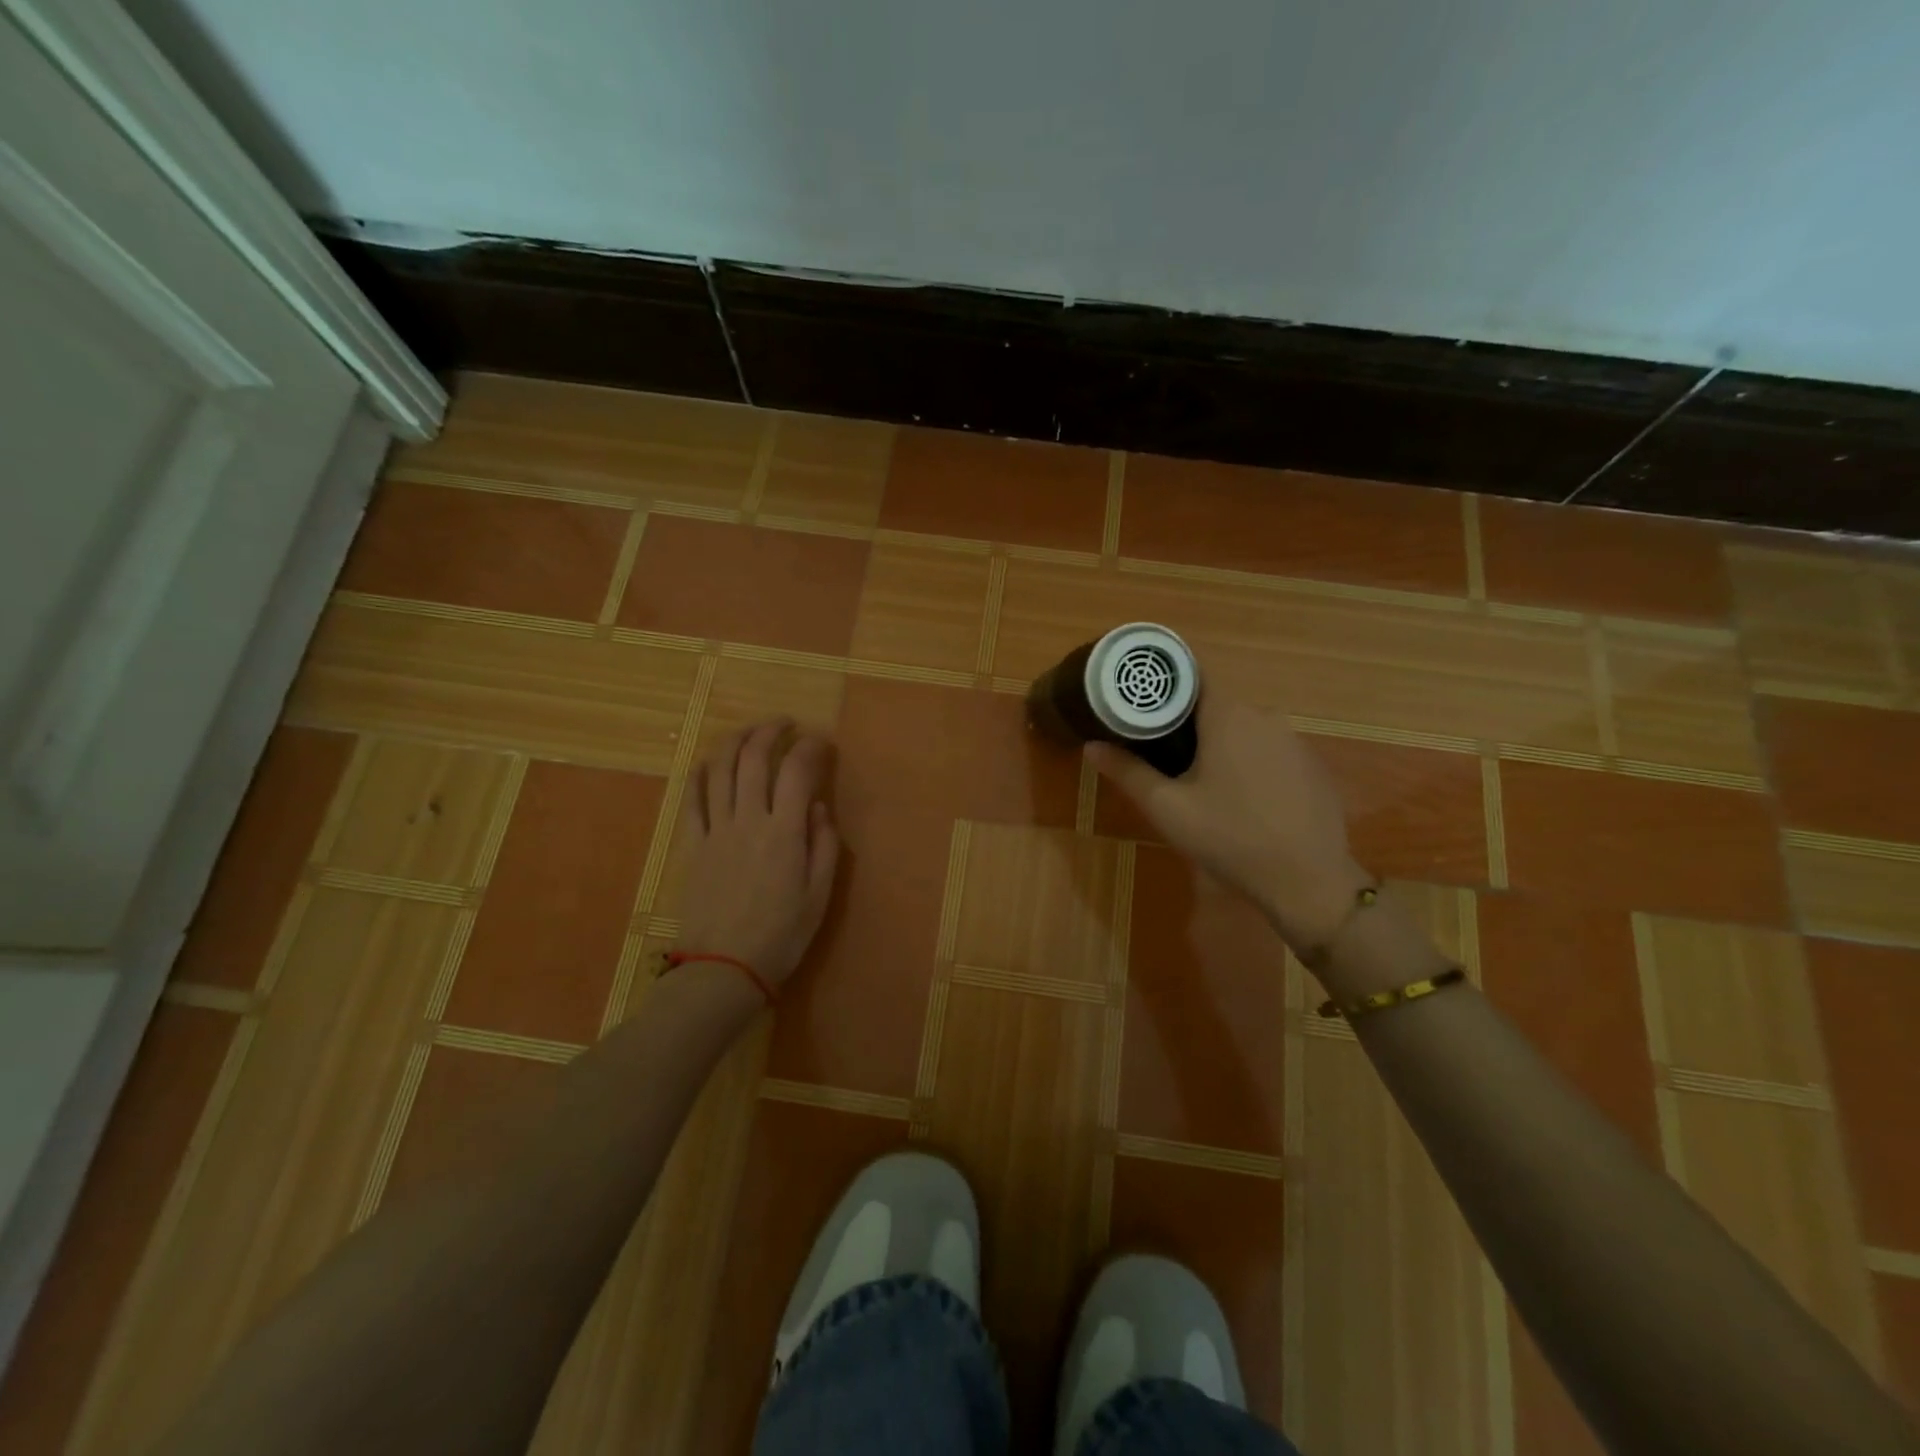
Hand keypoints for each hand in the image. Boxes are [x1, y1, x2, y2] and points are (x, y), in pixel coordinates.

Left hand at [676, 719, 840, 992]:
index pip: (798, 771)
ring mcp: (716, 831)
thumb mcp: (819, 896)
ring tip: (750, 731)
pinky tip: (707, 761)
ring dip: (735, 741)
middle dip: (771, 731)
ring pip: (720, 770)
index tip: (822, 741)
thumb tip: (819, 807)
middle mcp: (749, 820)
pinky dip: (699, 775)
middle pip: (754, 759)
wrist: (723, 969)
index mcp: (785, 833)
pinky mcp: (692, 846)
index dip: (811, 747)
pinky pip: (692, 801)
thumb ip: (823, 846)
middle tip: (785, 723)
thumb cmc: (781, 936)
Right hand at [1086, 695, 1371, 950]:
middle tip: (1158, 749)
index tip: (1140, 702)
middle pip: (1216, 704)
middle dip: (1187, 721)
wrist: (1308, 881)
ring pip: (1245, 729)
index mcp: (1228, 715)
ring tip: (1197, 777)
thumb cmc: (1229, 837)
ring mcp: (1295, 741)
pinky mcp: (1313, 767)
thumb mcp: (1167, 808)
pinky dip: (1251, 762)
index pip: (1192, 675)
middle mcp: (1266, 716)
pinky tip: (1242, 798)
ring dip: (1221, 744)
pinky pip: (1271, 751)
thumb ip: (1128, 772)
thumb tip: (1091, 746)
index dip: (1164, 684)